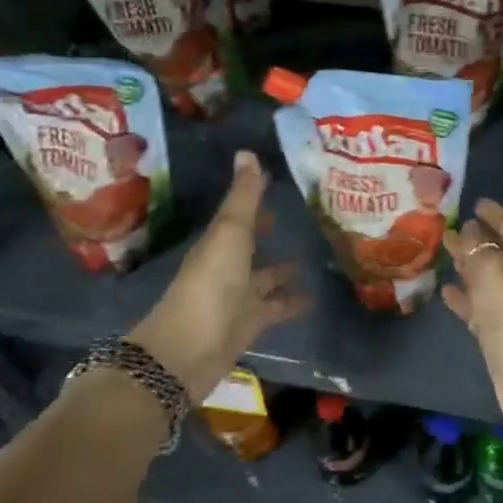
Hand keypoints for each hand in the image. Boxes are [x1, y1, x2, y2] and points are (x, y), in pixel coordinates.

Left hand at [129, 151, 308, 397]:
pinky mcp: (250, 325)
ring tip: (315, 257)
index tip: (278, 182)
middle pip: (251, 245)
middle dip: (269, 233)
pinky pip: (275, 308)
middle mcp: (227, 267)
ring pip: (265, 278)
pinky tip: (315, 297)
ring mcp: (238, 298)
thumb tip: (247, 152)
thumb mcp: (230, 233)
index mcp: (219, 242)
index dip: (255, 199)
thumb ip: (244, 198)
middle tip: (302, 219)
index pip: (239, 214)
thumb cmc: (210, 284)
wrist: (188, 351)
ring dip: (284, 270)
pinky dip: (292, 302)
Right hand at [442, 200, 502, 430]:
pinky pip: (474, 304)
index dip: (494, 214)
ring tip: (442, 250)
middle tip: (448, 224)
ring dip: (465, 264)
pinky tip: (443, 288)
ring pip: (482, 277)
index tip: (476, 202)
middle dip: (474, 238)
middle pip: (494, 251)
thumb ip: (477, 247)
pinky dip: (461, 295)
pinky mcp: (493, 330)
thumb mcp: (494, 270)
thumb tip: (467, 229)